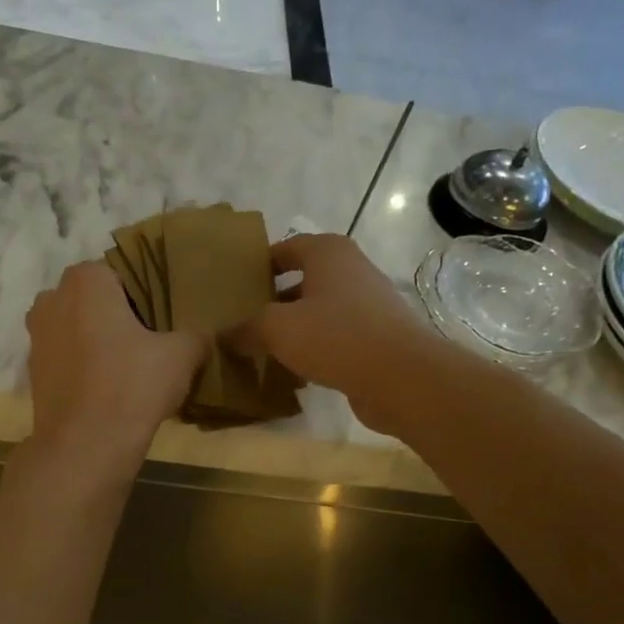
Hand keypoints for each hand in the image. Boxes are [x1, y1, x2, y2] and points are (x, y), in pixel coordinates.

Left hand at [25, 261, 204, 475]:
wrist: (84, 446)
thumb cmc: (132, 386)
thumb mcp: (181, 355)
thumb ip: (195, 334)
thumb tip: (204, 334)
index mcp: (85, 280)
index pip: (121, 272)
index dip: (145, 294)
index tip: (163, 319)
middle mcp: (52, 298)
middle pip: (95, 299)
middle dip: (118, 315)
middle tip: (151, 342)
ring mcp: (36, 337)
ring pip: (78, 328)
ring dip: (99, 341)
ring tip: (131, 368)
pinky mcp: (33, 372)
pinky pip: (67, 357)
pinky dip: (84, 366)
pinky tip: (109, 388)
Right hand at [234, 234, 431, 428]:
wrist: (400, 375)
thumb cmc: (335, 336)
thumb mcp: (277, 329)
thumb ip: (246, 329)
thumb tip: (223, 335)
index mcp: (328, 252)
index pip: (286, 248)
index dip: (260, 265)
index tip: (237, 286)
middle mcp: (351, 269)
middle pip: (304, 280)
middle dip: (275, 300)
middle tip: (244, 321)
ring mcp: (368, 303)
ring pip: (320, 311)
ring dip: (294, 328)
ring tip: (264, 348)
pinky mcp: (377, 336)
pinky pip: (336, 336)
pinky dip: (316, 348)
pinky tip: (296, 371)